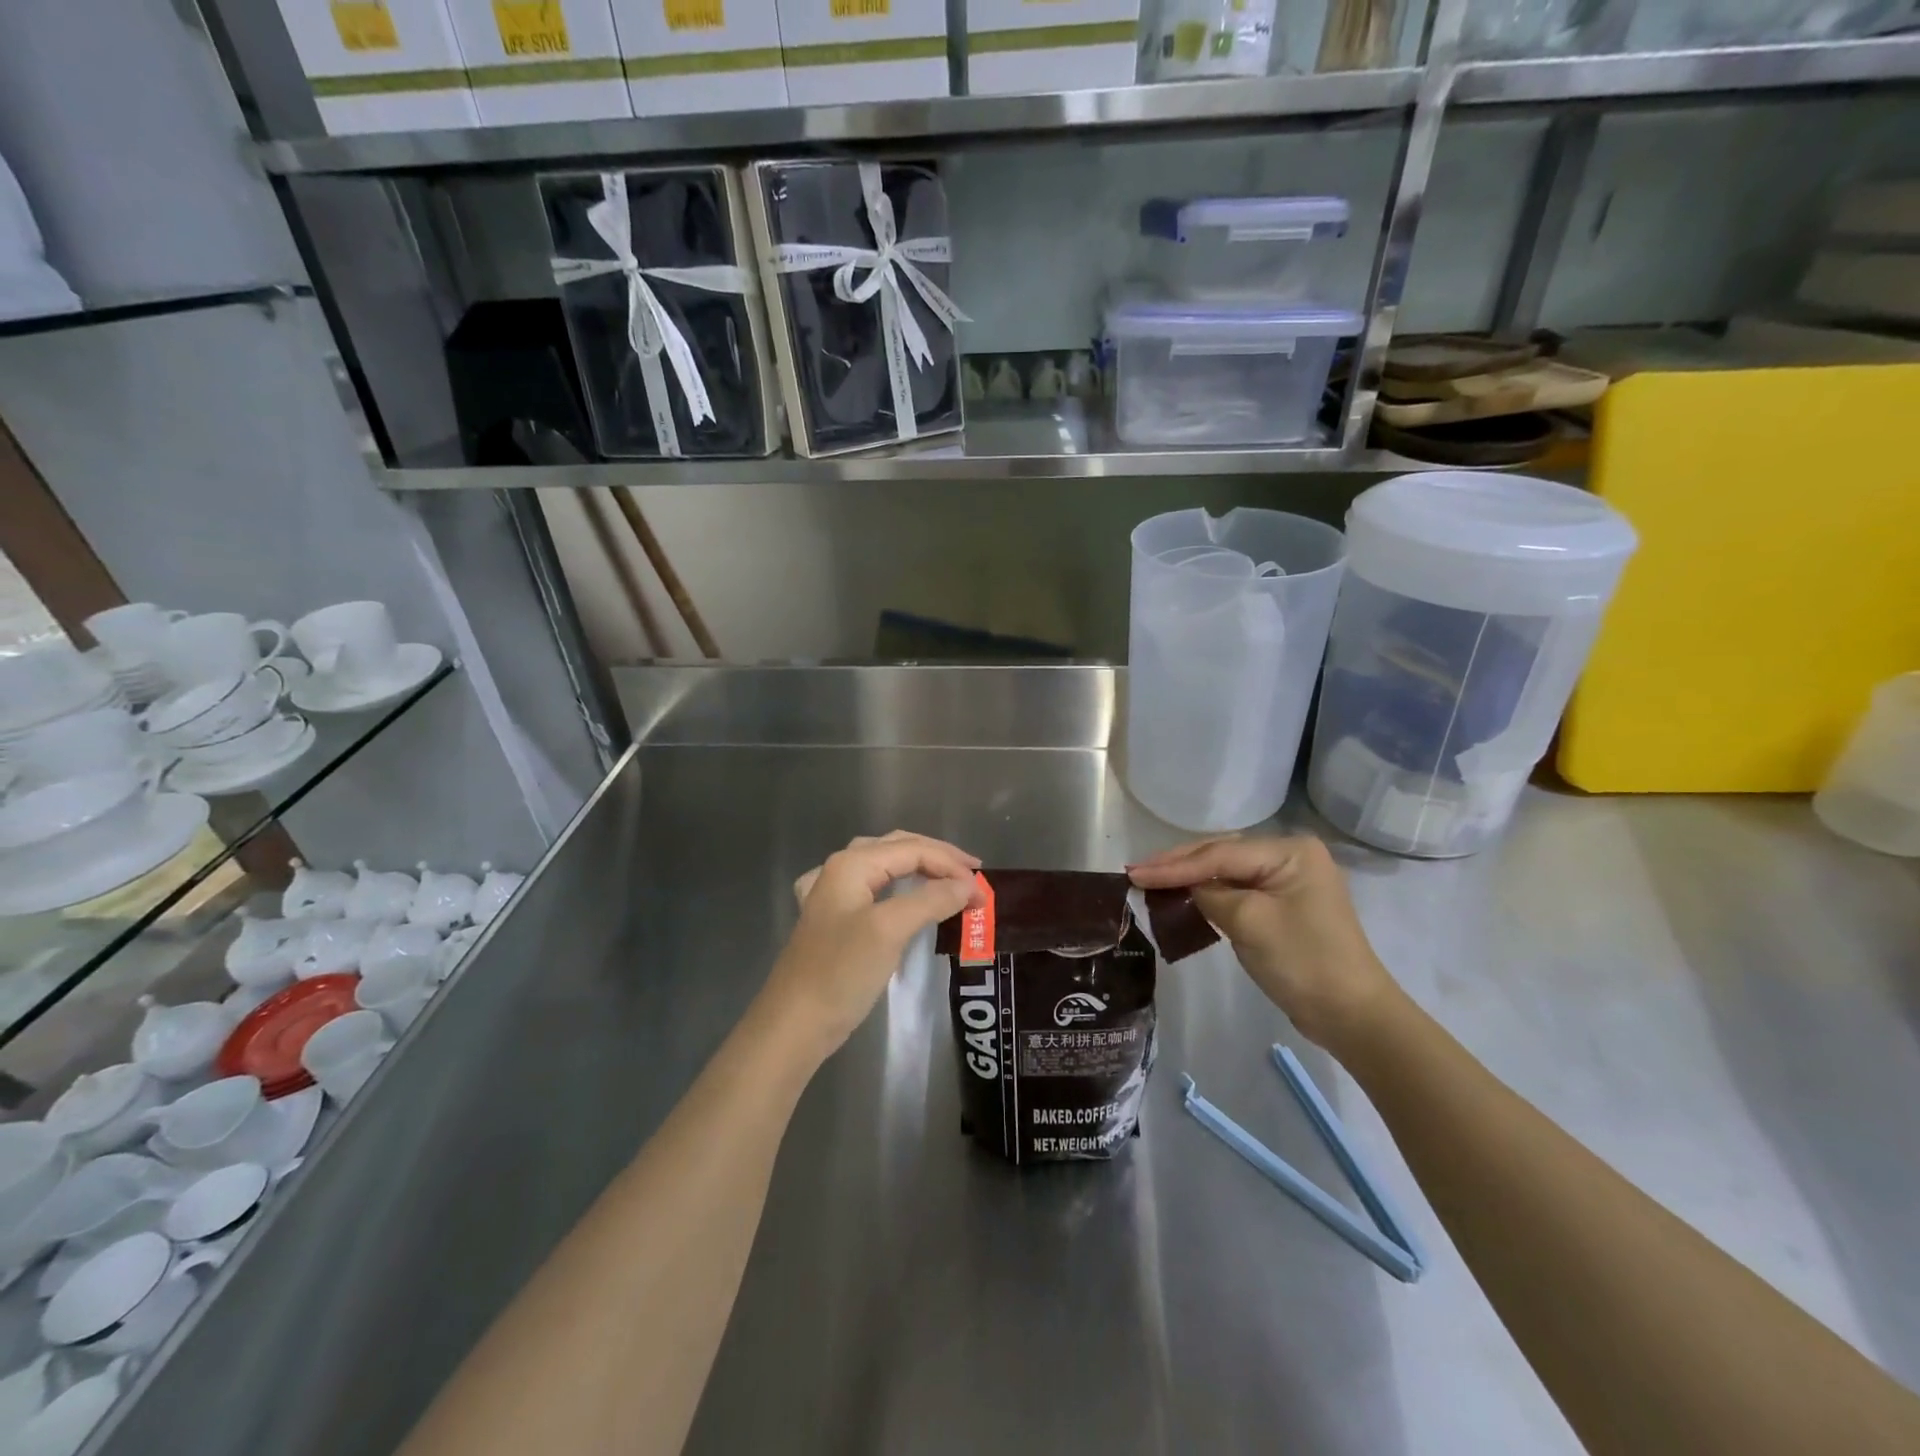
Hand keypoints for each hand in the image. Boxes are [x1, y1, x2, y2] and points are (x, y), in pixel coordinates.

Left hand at [763, 831, 983, 1059]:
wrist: (794, 1024)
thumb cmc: (842, 972)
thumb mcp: (890, 930)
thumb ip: (931, 899)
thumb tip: (969, 884)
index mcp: (852, 864)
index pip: (913, 849)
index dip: (952, 864)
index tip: (984, 890)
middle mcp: (839, 870)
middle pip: (898, 848)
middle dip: (938, 858)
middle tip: (973, 877)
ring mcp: (832, 895)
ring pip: (884, 866)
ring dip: (919, 870)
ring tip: (947, 881)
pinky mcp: (833, 921)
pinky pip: (872, 890)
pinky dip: (896, 887)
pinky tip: (894, 892)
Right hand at [1128, 835, 1400, 1050]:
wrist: (1351, 1015)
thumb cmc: (1303, 961)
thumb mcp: (1249, 922)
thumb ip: (1210, 894)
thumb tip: (1187, 887)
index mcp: (1290, 851)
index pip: (1219, 853)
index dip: (1173, 865)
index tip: (1134, 873)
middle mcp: (1290, 857)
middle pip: (1222, 855)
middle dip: (1178, 865)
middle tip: (1136, 872)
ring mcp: (1288, 881)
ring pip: (1227, 872)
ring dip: (1190, 878)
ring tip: (1150, 880)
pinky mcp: (1282, 906)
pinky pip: (1237, 890)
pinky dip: (1209, 894)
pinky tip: (1182, 896)